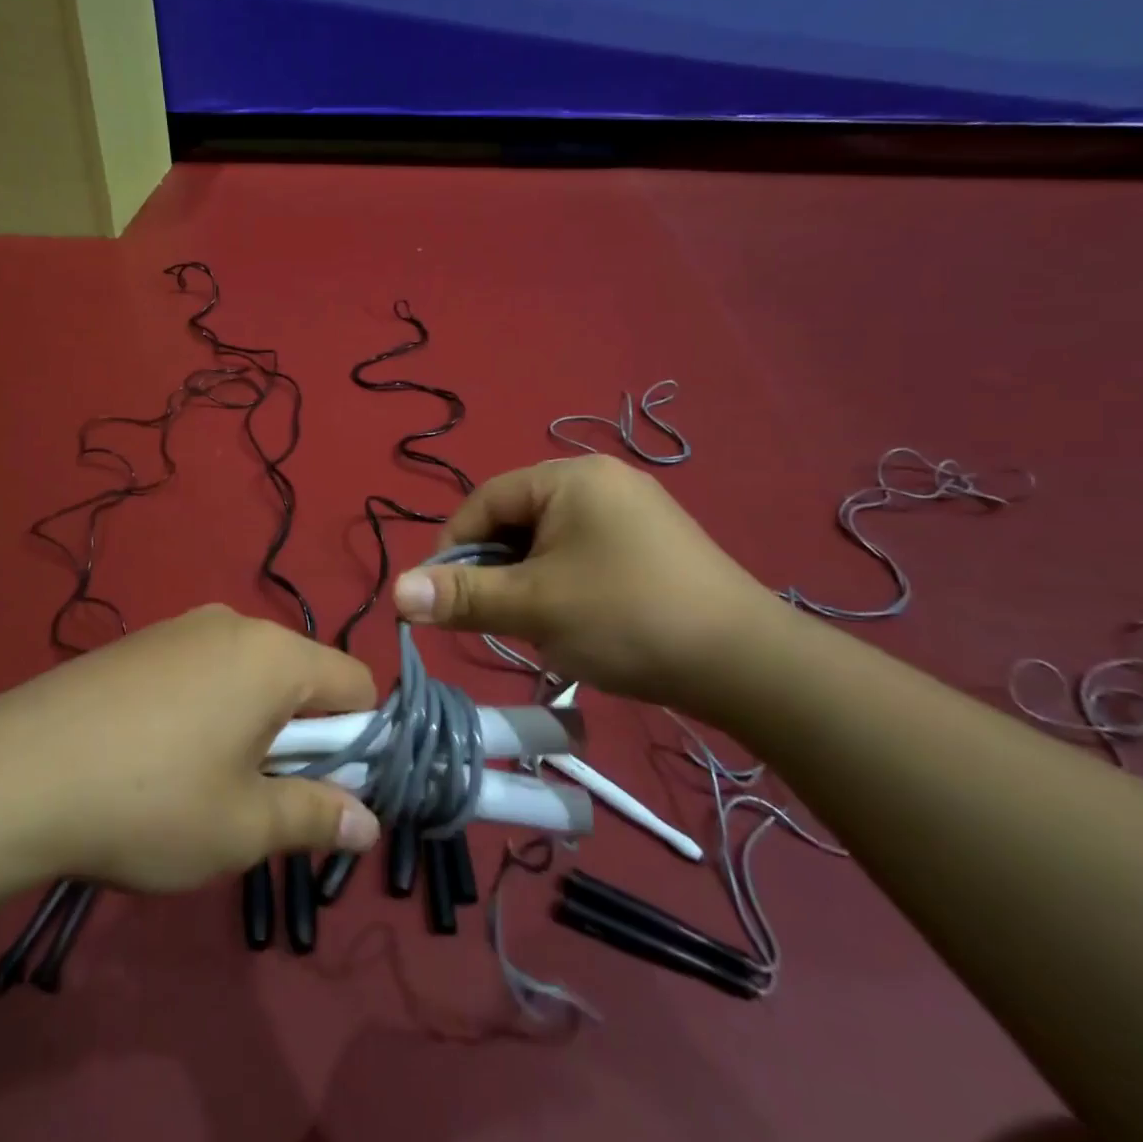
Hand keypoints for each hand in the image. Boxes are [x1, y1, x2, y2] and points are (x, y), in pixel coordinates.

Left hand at [0, 606, 381, 892]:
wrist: (13, 772)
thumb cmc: (149, 801)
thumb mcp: (241, 827)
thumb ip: (315, 818)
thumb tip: (368, 823)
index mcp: (274, 656)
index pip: (356, 684)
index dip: (358, 741)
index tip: (324, 792)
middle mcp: (235, 624)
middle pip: (301, 675)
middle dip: (300, 736)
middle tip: (259, 797)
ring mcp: (181, 627)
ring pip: (249, 674)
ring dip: (251, 724)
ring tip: (202, 782)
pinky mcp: (140, 642)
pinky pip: (202, 670)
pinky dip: (207, 709)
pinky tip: (157, 756)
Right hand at [391, 456, 784, 712]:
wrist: (747, 664)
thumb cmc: (626, 618)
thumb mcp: (533, 606)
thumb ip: (462, 596)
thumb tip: (396, 592)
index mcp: (570, 477)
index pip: (485, 500)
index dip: (454, 546)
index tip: (441, 596)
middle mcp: (601, 480)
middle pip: (517, 518)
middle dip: (495, 568)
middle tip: (492, 616)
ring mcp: (633, 510)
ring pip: (549, 541)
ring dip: (527, 580)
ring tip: (535, 624)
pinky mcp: (653, 543)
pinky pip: (583, 553)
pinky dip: (562, 583)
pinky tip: (575, 621)